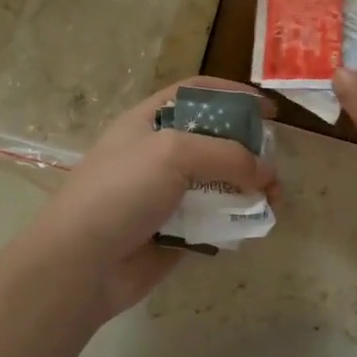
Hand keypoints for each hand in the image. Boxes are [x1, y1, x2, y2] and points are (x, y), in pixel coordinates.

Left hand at [23, 79, 279, 321]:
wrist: (82, 263)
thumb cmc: (121, 191)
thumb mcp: (173, 153)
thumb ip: (226, 155)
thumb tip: (266, 173)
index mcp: (150, 121)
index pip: (197, 93)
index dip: (233, 95)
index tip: (268, 110)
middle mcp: (160, 153)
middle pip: (214, 139)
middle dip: (249, 148)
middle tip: (274, 164)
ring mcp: (167, 193)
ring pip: (219, 182)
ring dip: (249, 188)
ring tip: (274, 200)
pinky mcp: (176, 230)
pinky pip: (214, 219)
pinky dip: (236, 220)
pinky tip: (253, 225)